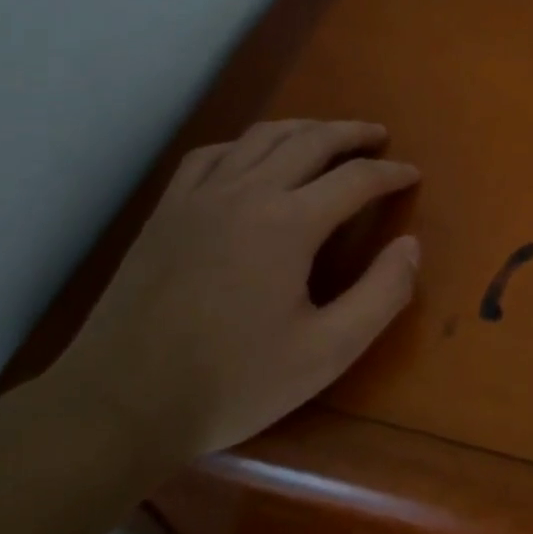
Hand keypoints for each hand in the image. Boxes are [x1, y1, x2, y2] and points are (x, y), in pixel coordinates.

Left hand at [43, 120, 420, 465]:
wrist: (119, 405)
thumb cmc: (231, 383)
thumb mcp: (326, 353)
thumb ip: (381, 295)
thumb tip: (411, 245)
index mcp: (288, 223)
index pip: (355, 179)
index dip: (391, 174)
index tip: (413, 175)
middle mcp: (246, 192)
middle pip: (311, 140)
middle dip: (352, 133)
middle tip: (379, 137)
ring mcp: (200, 196)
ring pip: (261, 137)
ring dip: (304, 128)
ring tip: (328, 135)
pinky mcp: (167, 210)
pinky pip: (212, 155)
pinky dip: (245, 144)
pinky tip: (252, 157)